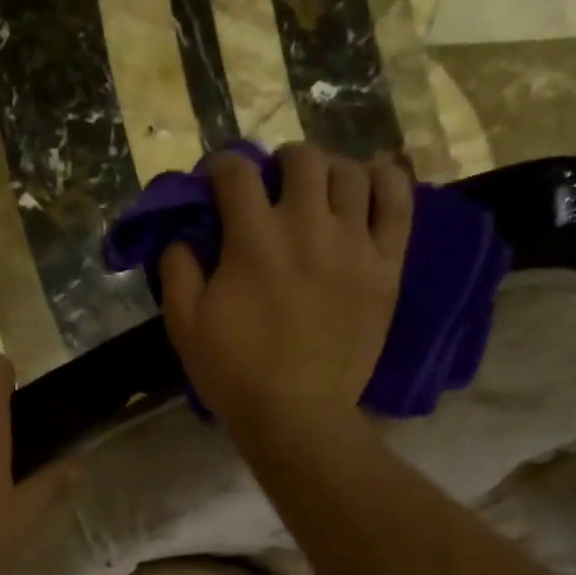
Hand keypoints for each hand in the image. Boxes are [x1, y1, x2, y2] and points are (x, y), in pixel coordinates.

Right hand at [159, 143, 410, 435]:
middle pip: (301, 159)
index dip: (222, 169)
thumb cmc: (236, 374)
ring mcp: (353, 244)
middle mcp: (307, 226)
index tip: (218, 184)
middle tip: (273, 188)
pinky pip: (398, 203)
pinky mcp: (385, 266)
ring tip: (319, 191)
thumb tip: (182, 235)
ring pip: (350, 173)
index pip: (237, 172)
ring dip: (328, 171)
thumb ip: (178, 270)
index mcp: (253, 239)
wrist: (298, 415)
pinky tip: (372, 181)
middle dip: (279, 163)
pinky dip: (386, 181)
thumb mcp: (185, 326)